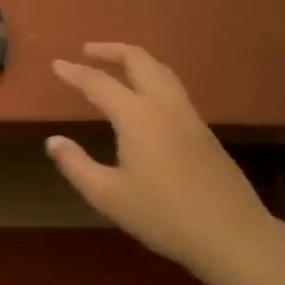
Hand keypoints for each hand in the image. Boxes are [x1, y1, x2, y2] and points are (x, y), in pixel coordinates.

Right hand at [46, 43, 283, 277]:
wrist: (231, 234)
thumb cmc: (163, 216)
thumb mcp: (109, 196)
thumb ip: (76, 165)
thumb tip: (53, 141)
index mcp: (137, 116)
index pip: (99, 83)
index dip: (74, 72)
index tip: (56, 64)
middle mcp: (164, 105)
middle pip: (138, 59)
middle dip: (111, 50)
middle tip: (87, 51)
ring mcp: (189, 115)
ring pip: (161, 70)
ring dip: (135, 60)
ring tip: (115, 66)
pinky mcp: (203, 130)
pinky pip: (173, 87)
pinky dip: (151, 77)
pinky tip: (144, 98)